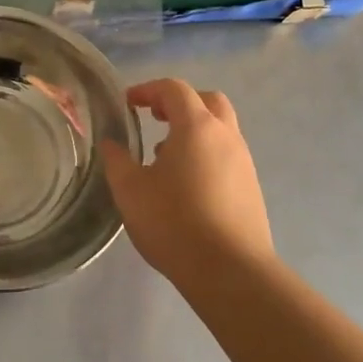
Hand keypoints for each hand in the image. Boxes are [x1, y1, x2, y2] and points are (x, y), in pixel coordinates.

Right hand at [100, 78, 274, 289]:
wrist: (231, 271)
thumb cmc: (174, 222)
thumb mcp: (130, 190)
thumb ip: (117, 160)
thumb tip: (111, 143)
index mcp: (196, 127)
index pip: (174, 89)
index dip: (148, 90)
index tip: (128, 103)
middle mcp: (226, 136)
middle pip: (207, 101)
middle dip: (179, 103)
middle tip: (155, 118)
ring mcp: (244, 163)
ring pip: (220, 130)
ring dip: (193, 131)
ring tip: (164, 157)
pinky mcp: (251, 189)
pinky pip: (227, 156)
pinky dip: (205, 155)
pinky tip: (185, 185)